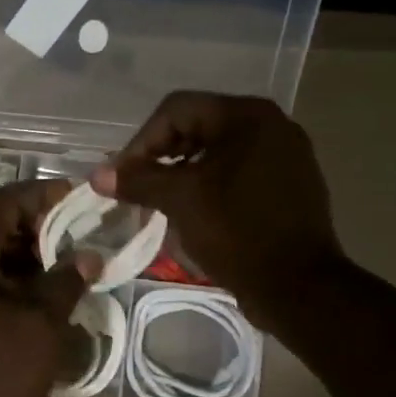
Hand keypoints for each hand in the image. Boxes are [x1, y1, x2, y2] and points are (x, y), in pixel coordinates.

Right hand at [92, 92, 343, 330]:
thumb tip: (97, 175)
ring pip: (218, 151)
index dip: (141, 141)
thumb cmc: (237, 233)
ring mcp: (286, 155)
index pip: (178, 109)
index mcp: (248, 116)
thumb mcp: (181, 201)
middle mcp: (272, 125)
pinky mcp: (290, 184)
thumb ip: (138, 180)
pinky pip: (239, 172)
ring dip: (184, 172)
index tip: (123, 177)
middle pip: (199, 126)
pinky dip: (211, 185)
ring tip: (161, 202)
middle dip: (161, 156)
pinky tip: (196, 212)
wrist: (299, 287)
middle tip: (138, 188)